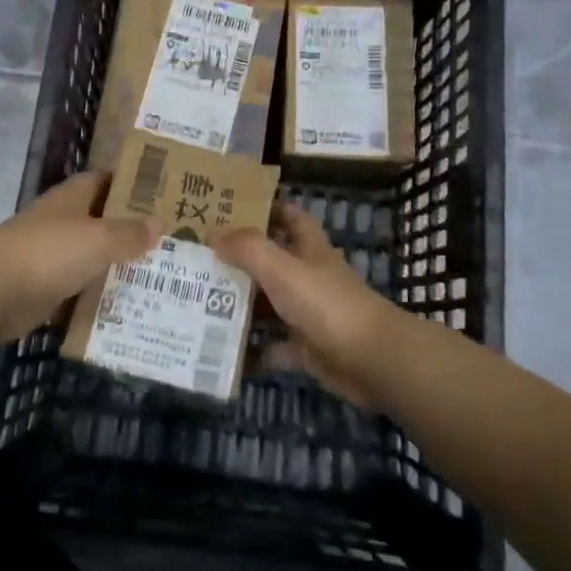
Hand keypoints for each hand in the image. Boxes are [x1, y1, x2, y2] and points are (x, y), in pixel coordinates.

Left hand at [0, 172, 160, 345]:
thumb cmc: (48, 252)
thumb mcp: (98, 238)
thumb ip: (129, 233)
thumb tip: (159, 223)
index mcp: (73, 199)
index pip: (105, 181)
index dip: (132, 184)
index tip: (165, 193)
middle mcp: (63, 223)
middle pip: (103, 222)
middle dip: (132, 230)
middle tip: (175, 240)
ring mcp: (52, 257)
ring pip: (93, 258)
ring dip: (119, 266)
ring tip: (163, 276)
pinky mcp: (45, 290)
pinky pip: (80, 291)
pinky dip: (100, 298)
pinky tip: (130, 307)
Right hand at [217, 203, 406, 406]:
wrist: (372, 361)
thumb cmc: (327, 305)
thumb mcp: (283, 269)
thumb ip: (248, 249)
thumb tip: (214, 237)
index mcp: (309, 249)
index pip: (289, 217)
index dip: (265, 209)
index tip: (229, 209)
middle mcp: (309, 277)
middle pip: (271, 261)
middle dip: (239, 260)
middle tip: (198, 258)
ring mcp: (308, 314)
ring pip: (268, 304)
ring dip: (240, 305)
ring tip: (197, 302)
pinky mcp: (307, 349)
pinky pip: (273, 347)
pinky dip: (252, 351)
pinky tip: (222, 351)